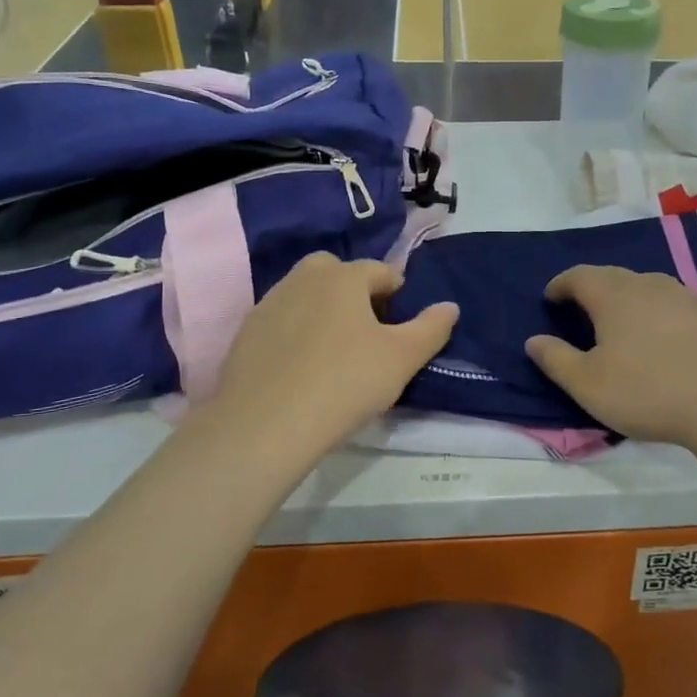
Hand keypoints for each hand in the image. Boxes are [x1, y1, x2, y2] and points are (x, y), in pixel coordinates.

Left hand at [212, 253, 457, 449]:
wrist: (265, 425)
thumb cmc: (345, 383)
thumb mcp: (402, 359)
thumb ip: (431, 328)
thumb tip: (450, 306)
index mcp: (343, 276)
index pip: (381, 271)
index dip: (398, 296)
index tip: (402, 328)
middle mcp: (303, 278)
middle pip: (337, 274)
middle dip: (356, 294)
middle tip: (368, 335)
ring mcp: (268, 304)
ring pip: (306, 296)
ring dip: (324, 312)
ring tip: (335, 355)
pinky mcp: (246, 334)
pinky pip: (282, 322)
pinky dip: (296, 335)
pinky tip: (302, 369)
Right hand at [525, 265, 696, 448]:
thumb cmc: (648, 391)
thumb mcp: (588, 385)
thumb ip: (556, 360)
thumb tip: (533, 341)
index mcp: (613, 296)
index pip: (579, 276)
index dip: (560, 285)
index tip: (550, 298)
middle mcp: (647, 284)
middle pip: (612, 276)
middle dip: (591, 288)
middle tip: (580, 309)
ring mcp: (683, 296)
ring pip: (645, 286)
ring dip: (626, 297)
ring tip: (619, 320)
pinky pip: (671, 302)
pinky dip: (656, 310)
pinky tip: (661, 333)